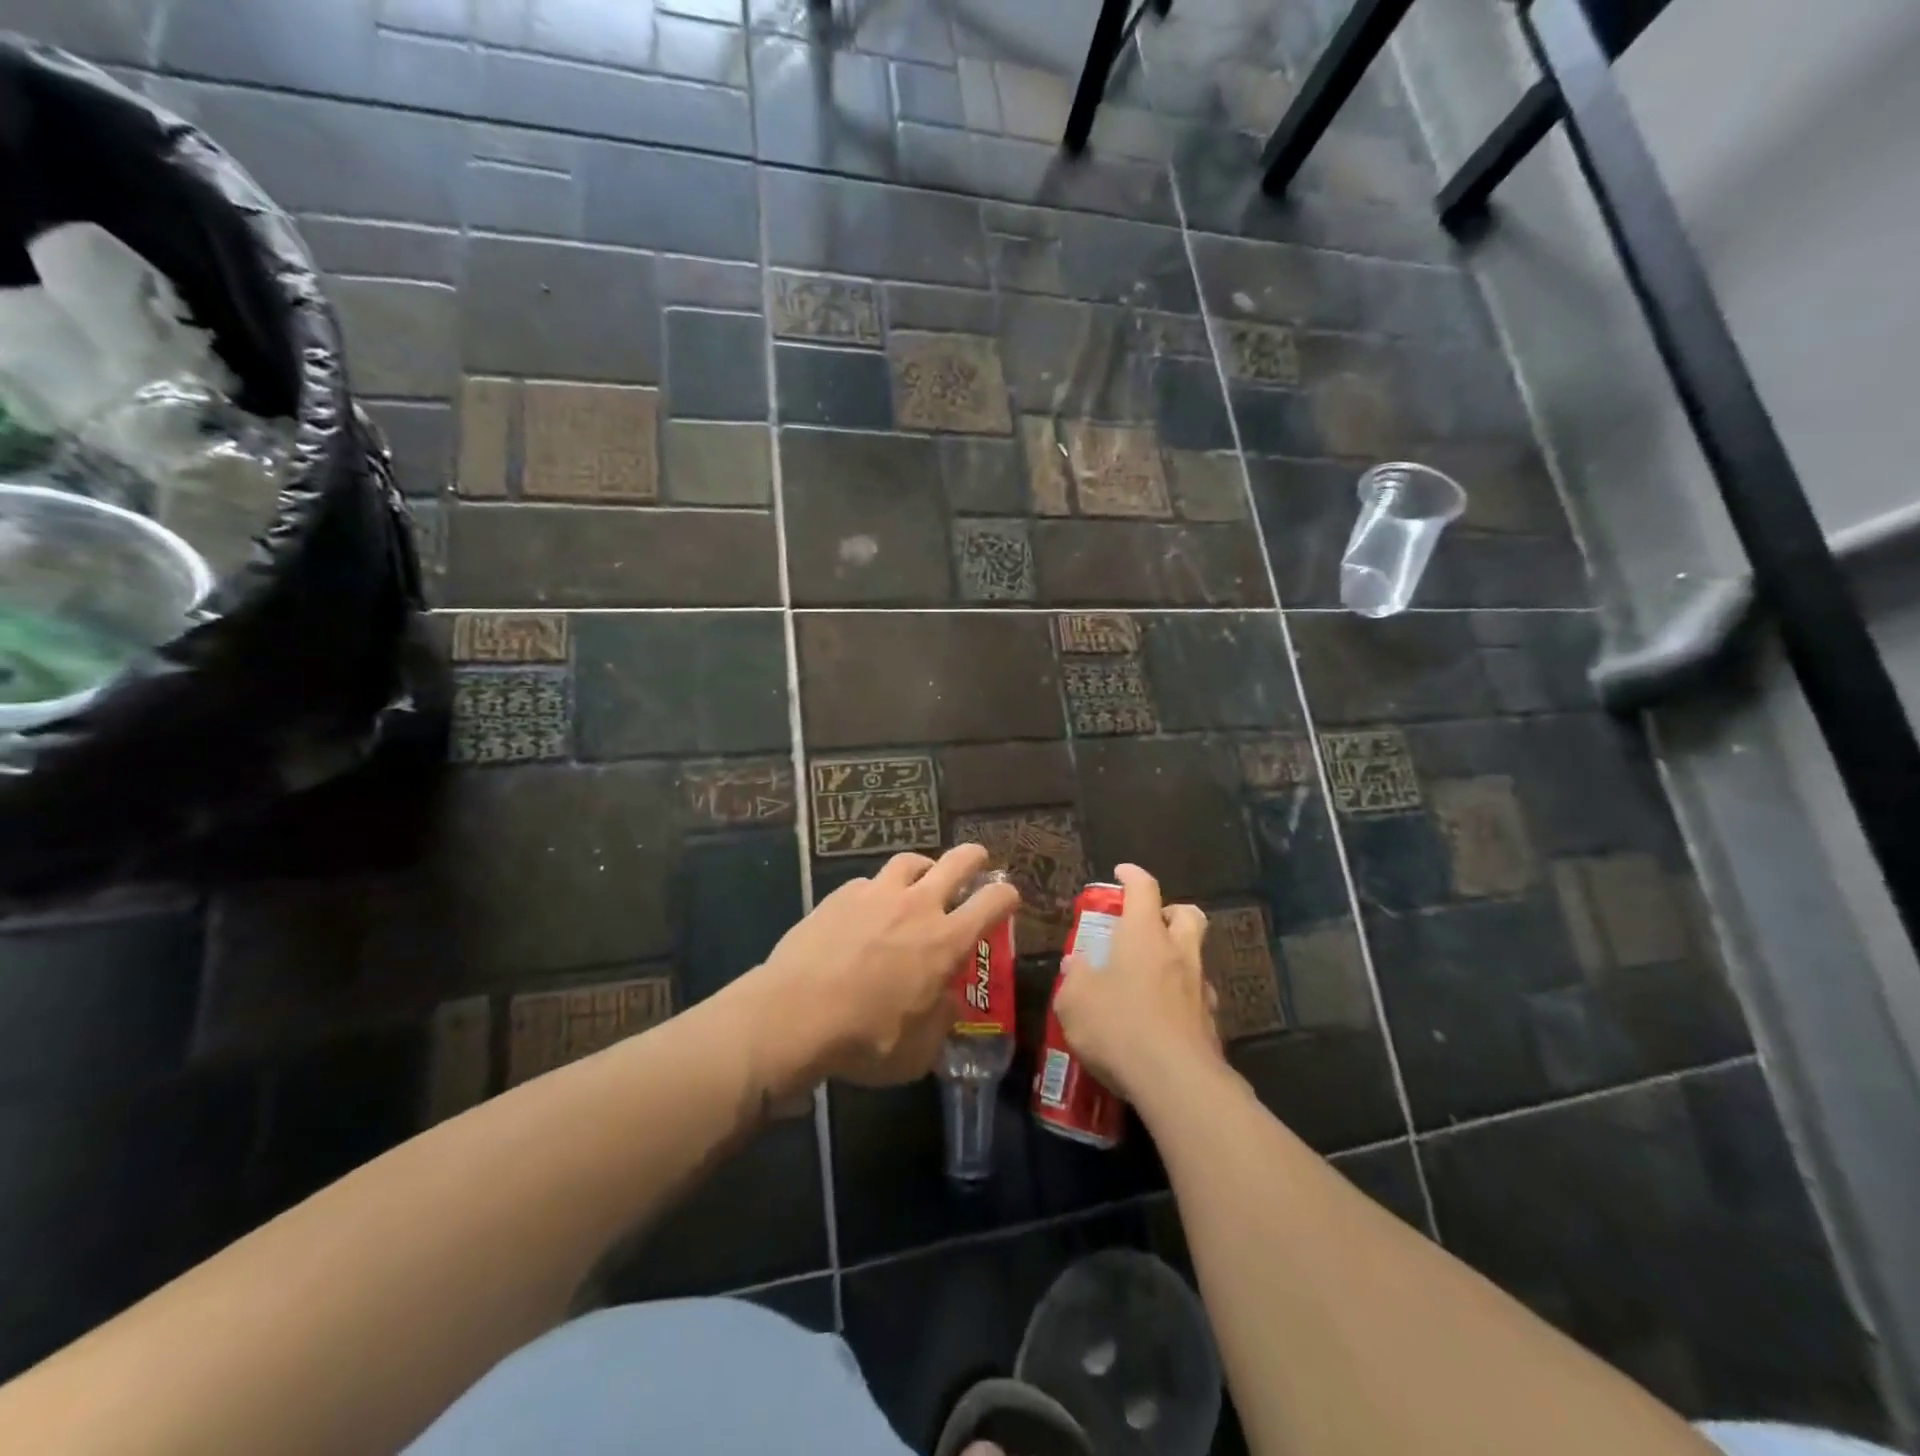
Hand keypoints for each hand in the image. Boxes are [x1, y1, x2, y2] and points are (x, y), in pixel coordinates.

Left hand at [749, 844, 1020, 1092]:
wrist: (795, 1014)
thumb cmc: (865, 1039)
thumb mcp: (918, 1050)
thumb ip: (940, 1021)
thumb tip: (945, 1001)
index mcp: (946, 940)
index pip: (993, 902)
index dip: (1007, 896)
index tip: (1008, 899)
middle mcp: (917, 906)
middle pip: (957, 861)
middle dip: (974, 857)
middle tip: (977, 861)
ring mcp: (876, 894)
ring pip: (910, 861)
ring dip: (924, 867)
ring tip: (921, 878)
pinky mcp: (840, 895)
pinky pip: (868, 882)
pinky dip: (878, 890)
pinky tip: (867, 909)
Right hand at [1051, 864, 1222, 1105]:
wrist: (1177, 1083)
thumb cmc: (1119, 1027)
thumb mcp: (1075, 1002)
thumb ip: (1074, 979)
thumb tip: (1076, 966)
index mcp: (1144, 936)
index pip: (1144, 889)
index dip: (1132, 875)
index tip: (1121, 872)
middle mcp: (1178, 954)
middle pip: (1187, 915)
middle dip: (1170, 911)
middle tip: (1149, 924)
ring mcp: (1200, 989)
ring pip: (1196, 957)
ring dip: (1177, 957)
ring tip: (1151, 977)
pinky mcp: (1212, 1024)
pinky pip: (1198, 997)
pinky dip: (1182, 997)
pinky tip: (1162, 1017)